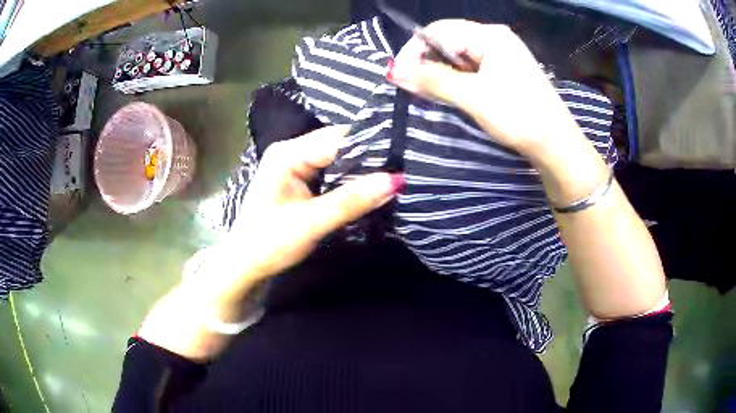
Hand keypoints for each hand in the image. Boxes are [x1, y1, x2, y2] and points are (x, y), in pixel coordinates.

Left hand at [219, 125, 401, 291]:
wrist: (245, 266)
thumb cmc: (268, 244)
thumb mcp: (311, 223)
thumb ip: (351, 200)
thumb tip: (395, 180)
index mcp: (288, 154)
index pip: (338, 139)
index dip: (370, 147)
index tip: (403, 158)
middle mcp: (291, 152)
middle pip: (339, 146)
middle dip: (369, 159)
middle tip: (403, 171)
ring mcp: (295, 165)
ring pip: (338, 160)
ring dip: (361, 171)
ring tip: (393, 179)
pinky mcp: (300, 180)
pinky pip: (332, 173)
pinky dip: (350, 181)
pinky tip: (369, 189)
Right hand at [388, 20, 582, 156]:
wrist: (557, 145)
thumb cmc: (519, 116)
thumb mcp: (473, 96)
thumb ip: (433, 79)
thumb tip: (395, 71)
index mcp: (490, 35)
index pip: (440, 30)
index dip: (415, 49)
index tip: (399, 74)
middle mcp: (496, 39)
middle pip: (449, 41)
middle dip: (428, 62)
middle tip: (413, 88)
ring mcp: (503, 56)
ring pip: (460, 57)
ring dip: (441, 73)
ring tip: (429, 93)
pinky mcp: (506, 72)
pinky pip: (473, 69)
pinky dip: (457, 80)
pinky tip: (451, 94)